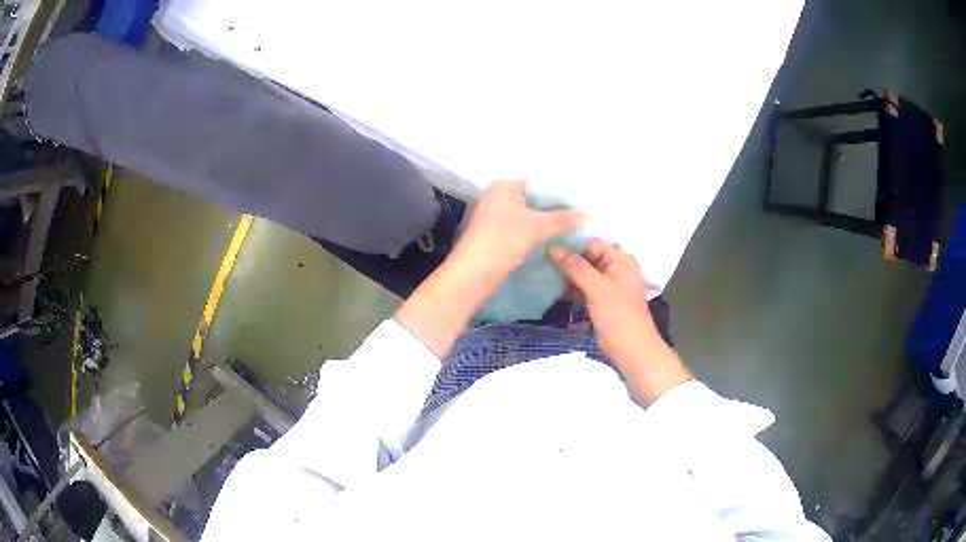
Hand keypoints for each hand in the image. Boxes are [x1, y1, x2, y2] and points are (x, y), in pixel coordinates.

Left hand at [452, 179, 582, 284]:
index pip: (536, 183)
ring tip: (568, 228)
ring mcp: (492, 215)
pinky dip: (532, 232)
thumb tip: (582, 214)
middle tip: (576, 216)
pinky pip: (518, 227)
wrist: (474, 272)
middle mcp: (495, 196)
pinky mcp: (492, 233)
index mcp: (503, 185)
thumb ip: (561, 218)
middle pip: (531, 199)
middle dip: (552, 208)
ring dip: (543, 222)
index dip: (557, 192)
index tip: (576, 203)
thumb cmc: (503, 239)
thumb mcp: (536, 226)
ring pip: (525, 215)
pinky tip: (549, 239)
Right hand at [549, 239, 691, 402]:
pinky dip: (569, 287)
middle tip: (537, 254)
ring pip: (582, 273)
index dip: (570, 242)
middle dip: (565, 257)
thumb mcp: (596, 286)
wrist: (630, 349)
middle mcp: (614, 268)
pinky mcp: (599, 301)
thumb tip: (552, 246)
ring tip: (539, 268)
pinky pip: (582, 288)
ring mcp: (607, 286)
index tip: (544, 241)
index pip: (591, 243)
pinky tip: (550, 286)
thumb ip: (575, 266)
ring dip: (565, 273)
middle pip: (586, 257)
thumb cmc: (618, 314)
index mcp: (620, 259)